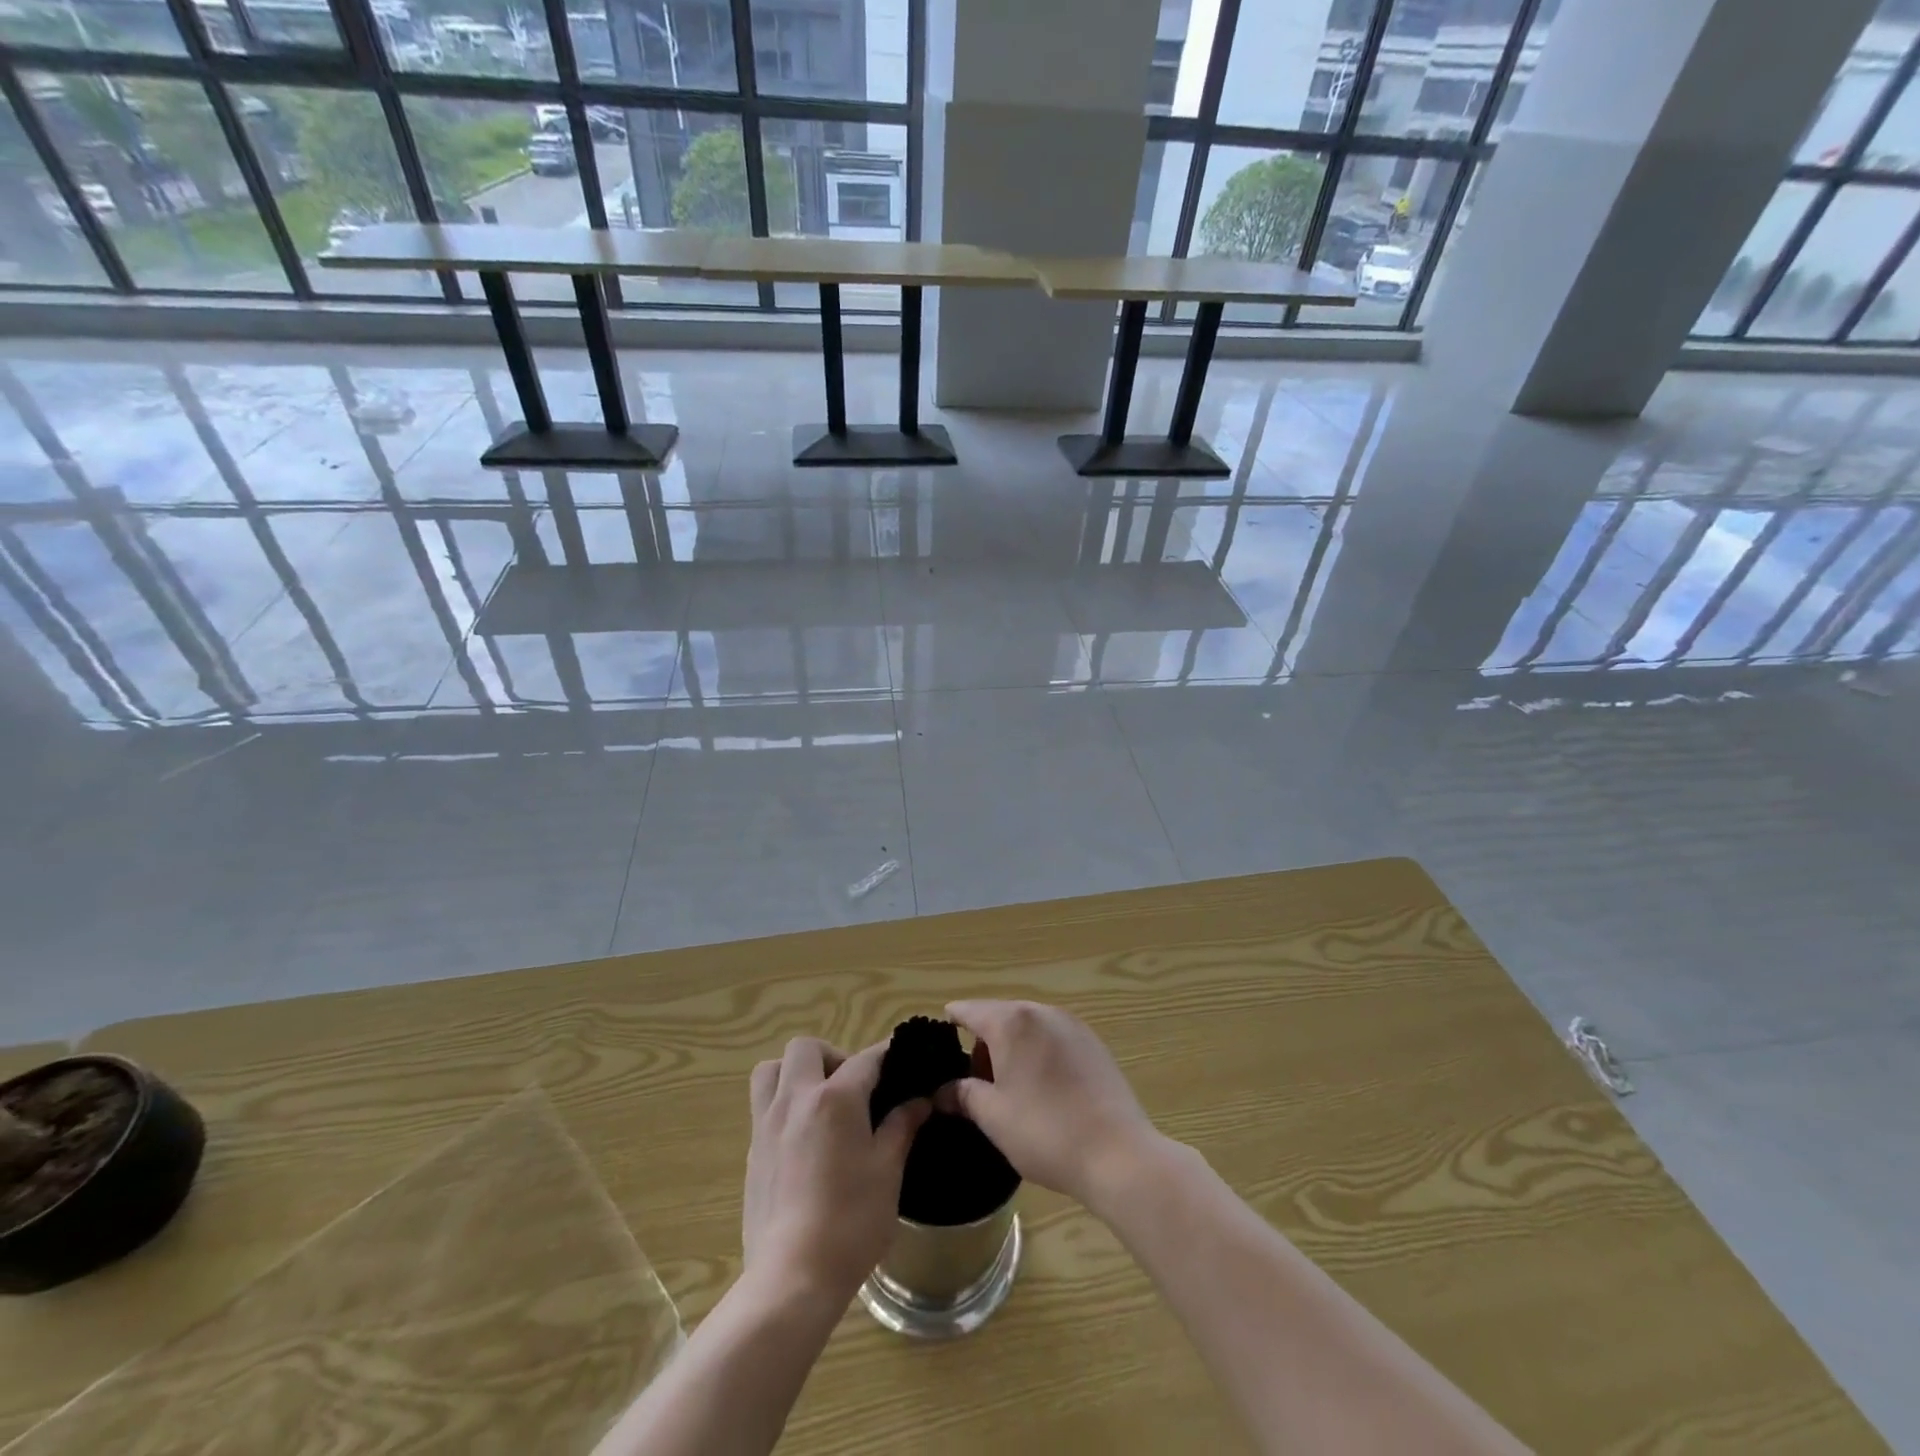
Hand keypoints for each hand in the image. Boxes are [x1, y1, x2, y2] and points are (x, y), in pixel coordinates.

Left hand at [743, 1037, 930, 1305]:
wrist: (792, 1277)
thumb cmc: (851, 1222)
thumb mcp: (888, 1171)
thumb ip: (901, 1127)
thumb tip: (919, 1100)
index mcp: (835, 1099)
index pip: (866, 1059)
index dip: (888, 1055)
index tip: (904, 1058)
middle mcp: (796, 1099)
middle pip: (806, 1048)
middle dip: (833, 1055)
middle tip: (854, 1087)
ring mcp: (767, 1123)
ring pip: (771, 1069)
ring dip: (796, 1071)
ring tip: (819, 1100)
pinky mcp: (753, 1151)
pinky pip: (762, 1104)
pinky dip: (782, 1102)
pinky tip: (803, 1136)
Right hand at [941, 1000, 1161, 1210]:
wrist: (1118, 1154)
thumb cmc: (1045, 1132)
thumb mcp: (994, 1117)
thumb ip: (963, 1095)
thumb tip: (942, 1091)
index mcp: (1012, 1022)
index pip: (970, 1010)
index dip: (952, 1021)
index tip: (939, 1039)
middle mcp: (1041, 1011)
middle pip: (1001, 1016)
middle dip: (984, 1042)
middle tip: (975, 1081)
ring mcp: (1072, 1025)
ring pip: (1029, 1026)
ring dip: (1013, 1047)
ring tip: (1009, 1086)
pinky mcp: (1094, 1043)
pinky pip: (1054, 1037)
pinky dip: (1039, 1052)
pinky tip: (1043, 1087)